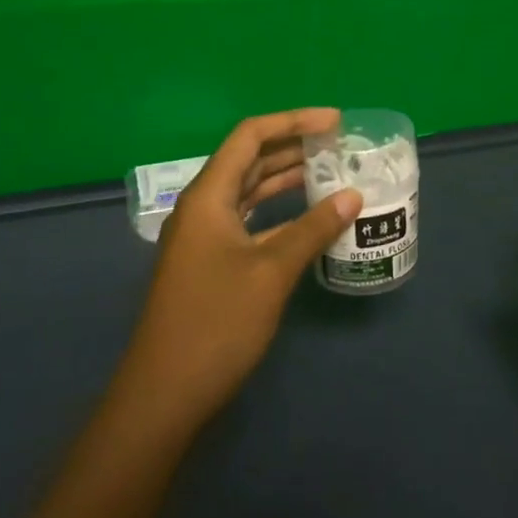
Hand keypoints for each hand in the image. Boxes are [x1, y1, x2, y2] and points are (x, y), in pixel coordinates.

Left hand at [113, 109, 360, 441]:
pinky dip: (279, 211)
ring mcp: (204, 236)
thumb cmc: (216, 324)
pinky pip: (249, 220)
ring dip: (286, 177)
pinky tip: (308, 217)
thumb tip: (353, 196)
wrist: (164, 396)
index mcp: (208, 196)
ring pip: (249, 190)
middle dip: (293, 146)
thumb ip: (313, 229)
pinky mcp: (211, 262)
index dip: (293, 121)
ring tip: (331, 169)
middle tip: (338, 143)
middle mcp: (203, 207)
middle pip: (249, 159)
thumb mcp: (271, 272)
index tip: (335, 122)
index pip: (250, 136)